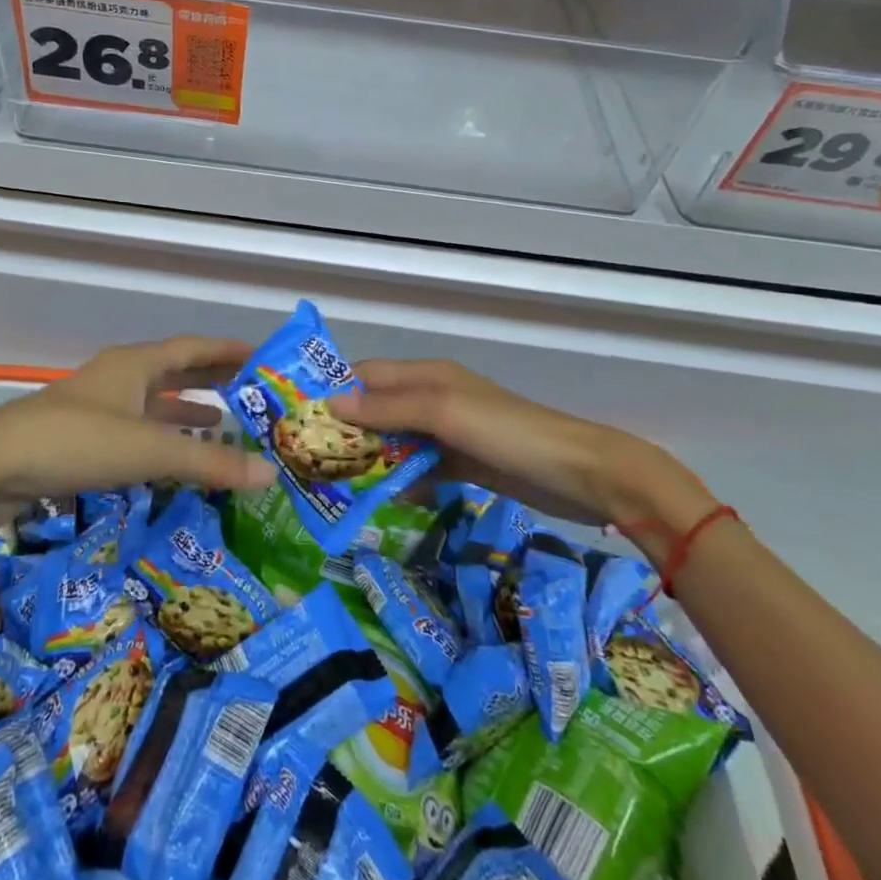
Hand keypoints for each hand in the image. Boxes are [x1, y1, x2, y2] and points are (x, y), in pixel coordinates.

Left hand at [0, 337, 275, 509]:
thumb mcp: (148, 451)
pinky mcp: (83, 438)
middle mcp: (119, 377)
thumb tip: (270, 472)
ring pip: (154, 401)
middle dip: (212, 378)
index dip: (228, 350)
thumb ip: (208, 462)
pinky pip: (137, 429)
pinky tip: (173, 457)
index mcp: (135, 364)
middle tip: (251, 390)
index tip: (262, 355)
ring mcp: (98, 407)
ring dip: (187, 408)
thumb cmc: (75, 442)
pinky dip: (162, 437)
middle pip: (175, 370)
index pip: (193, 348)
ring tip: (223, 422)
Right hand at [329, 359, 717, 558]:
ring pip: (398, 441)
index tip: (297, 420)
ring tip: (334, 487)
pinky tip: (385, 503)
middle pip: (379, 410)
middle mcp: (435, 398)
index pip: (367, 376)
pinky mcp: (466, 464)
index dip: (334, 393)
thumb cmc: (509, 434)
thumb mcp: (446, 412)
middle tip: (308, 462)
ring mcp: (451, 433)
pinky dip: (402, 480)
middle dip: (347, 431)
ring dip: (371, 459)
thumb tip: (332, 405)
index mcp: (428, 376)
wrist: (583, 475)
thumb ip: (390, 407)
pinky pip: (421, 468)